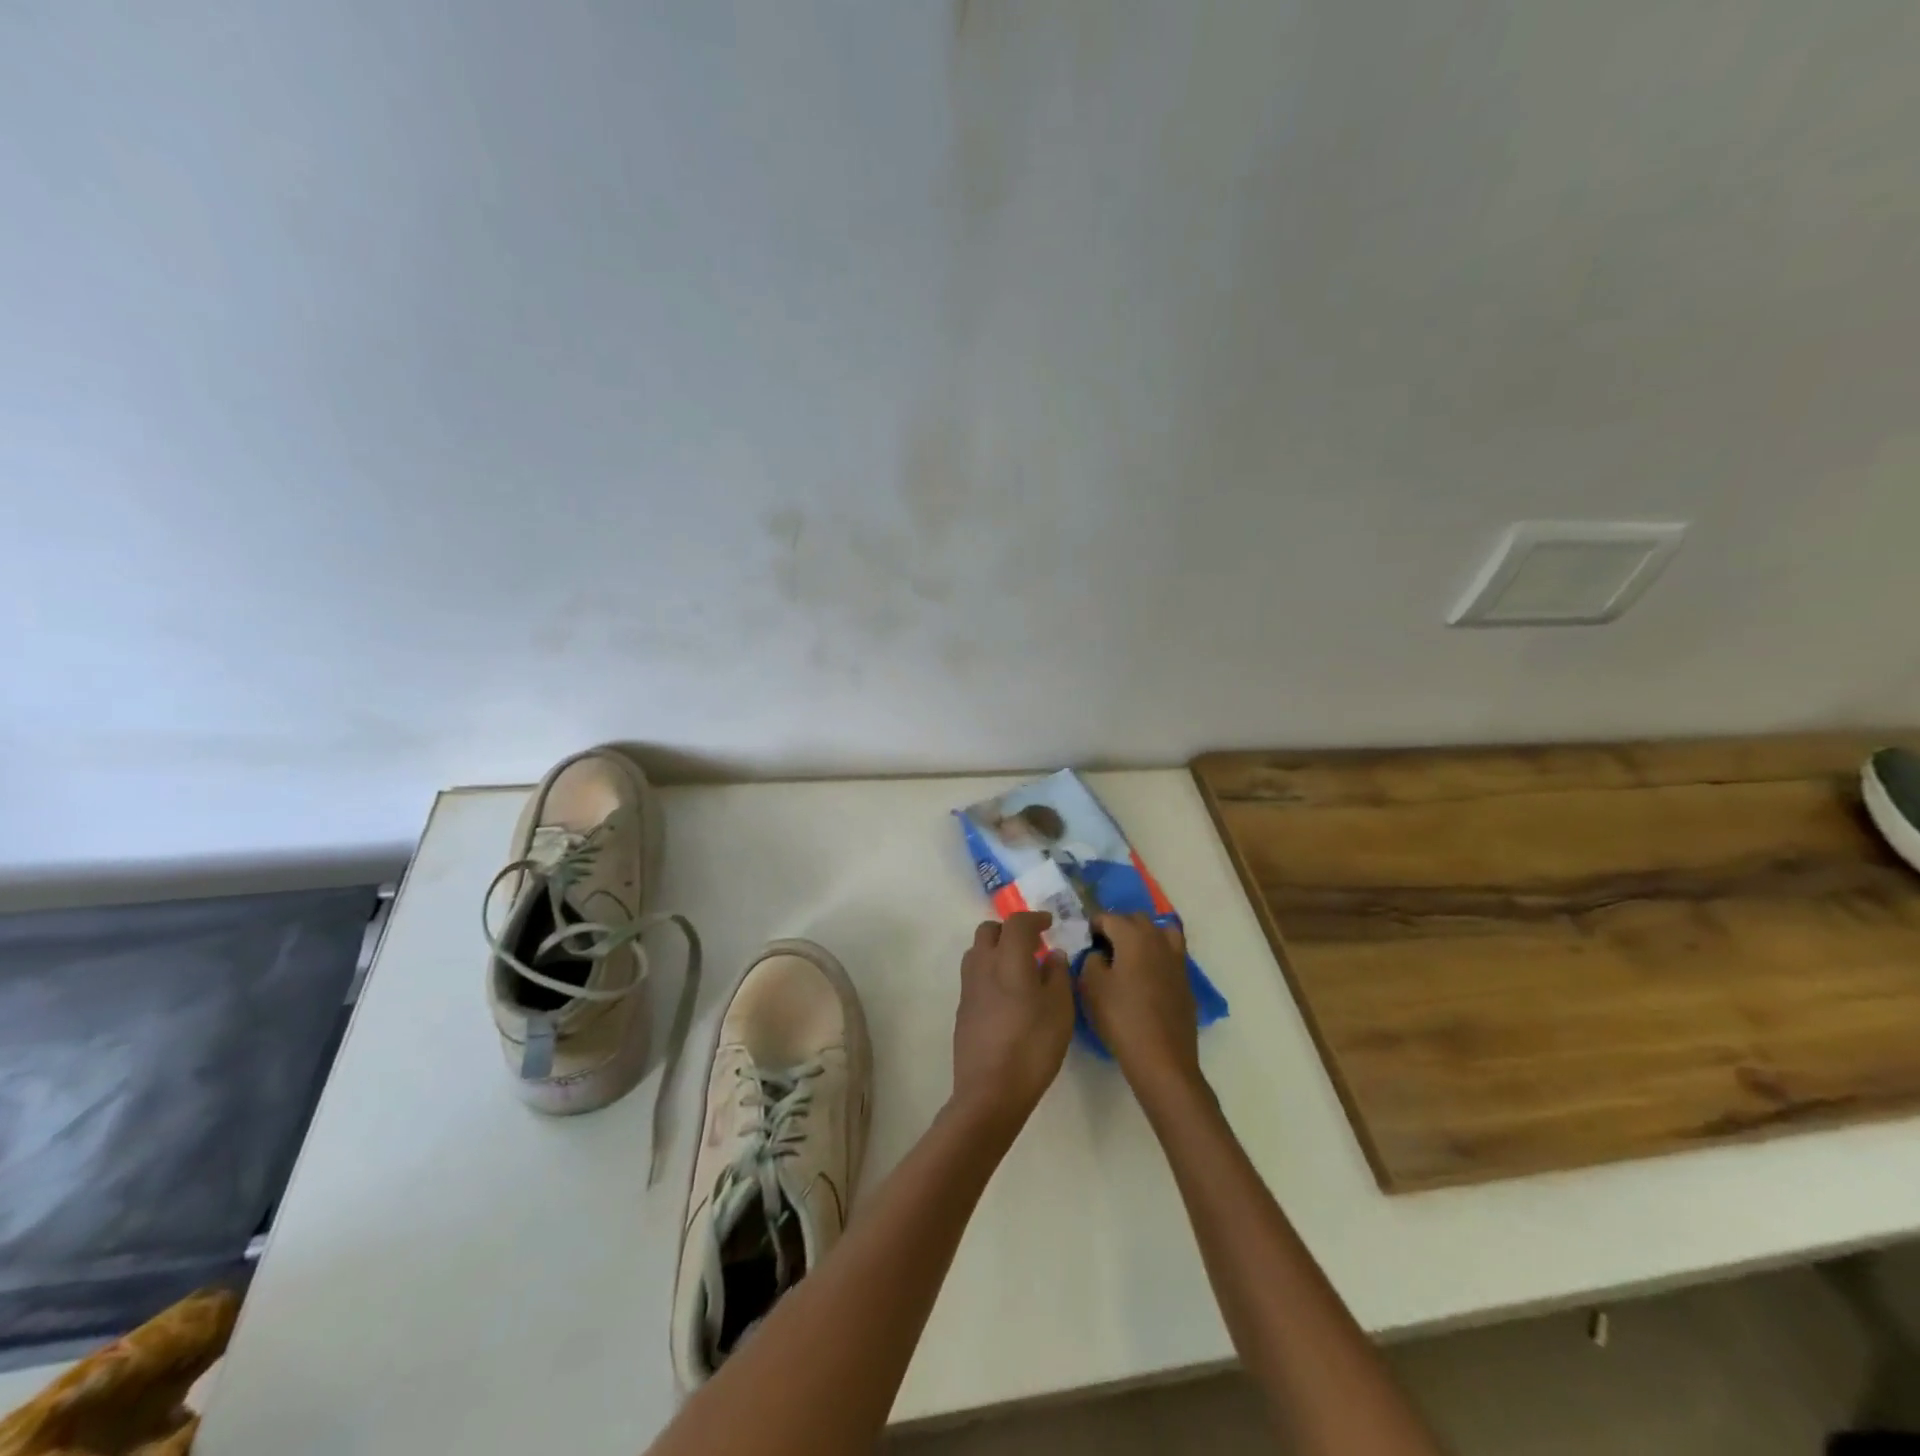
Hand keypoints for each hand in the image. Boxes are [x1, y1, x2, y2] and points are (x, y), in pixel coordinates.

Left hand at [950, 911, 1074, 1133]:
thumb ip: (1057, 976)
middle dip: (1010, 930)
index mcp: (1008, 959)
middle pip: (989, 931)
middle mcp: (983, 965)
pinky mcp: (962, 1009)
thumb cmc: (1033, 1046)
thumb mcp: (1060, 1010)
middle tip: (1032, 944)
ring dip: (996, 950)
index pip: (1017, 923)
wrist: (990, 1091)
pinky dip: (990, 972)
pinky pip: (975, 976)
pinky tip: (1007, 995)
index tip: (1049, 923)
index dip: (1034, 918)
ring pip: (977, 952)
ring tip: (1019, 968)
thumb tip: (1053, 954)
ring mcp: (968, 988)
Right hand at [1080, 913, 1202, 1099]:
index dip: (1092, 925)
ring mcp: (1176, 959)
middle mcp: (1158, 940)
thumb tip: (1100, 953)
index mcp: (1133, 936)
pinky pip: (1169, 954)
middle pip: (1136, 919)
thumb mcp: (1091, 987)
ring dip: (1142, 936)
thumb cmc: (1121, 1019)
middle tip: (1102, 947)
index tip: (1083, 940)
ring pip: (1159, 932)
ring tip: (1128, 956)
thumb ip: (1091, 960)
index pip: (1108, 917)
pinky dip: (1156, 954)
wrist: (1162, 1059)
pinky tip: (1145, 976)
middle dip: (1118, 926)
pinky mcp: (1185, 980)